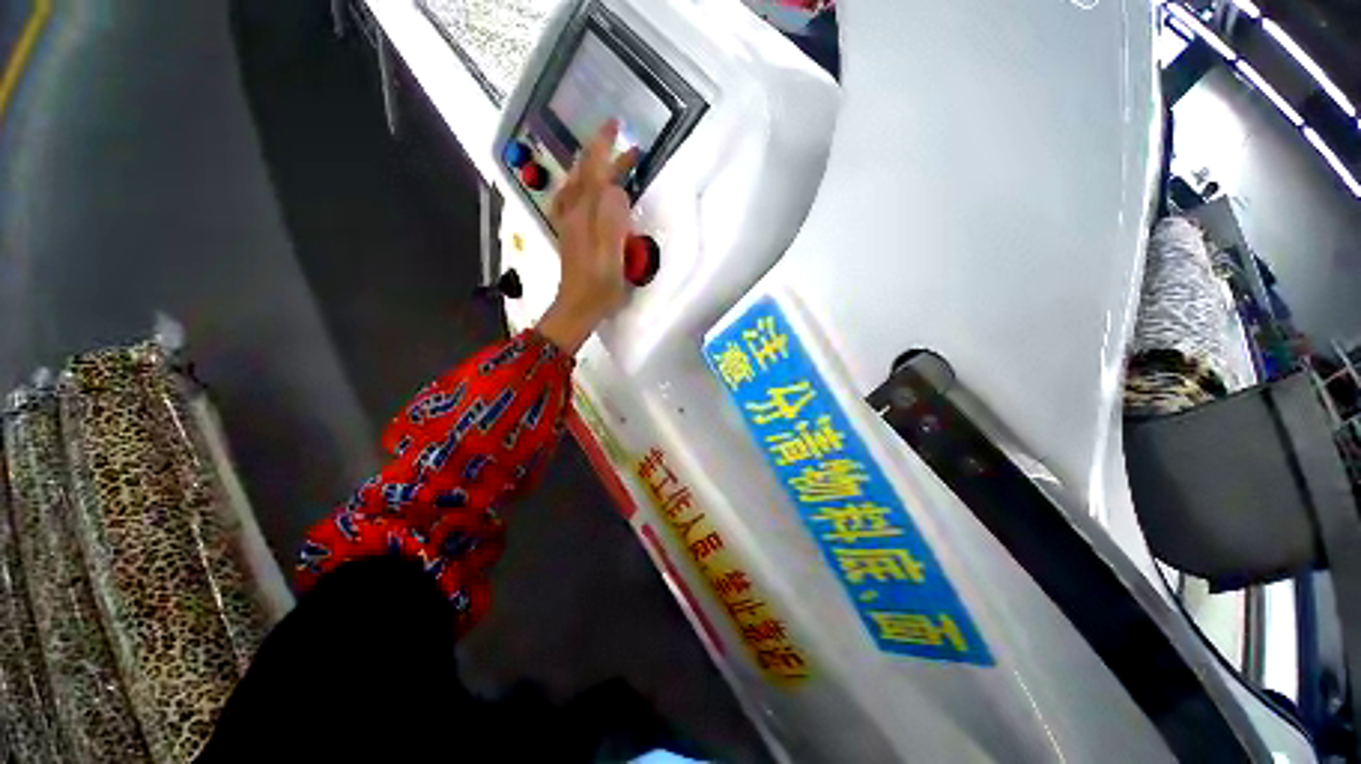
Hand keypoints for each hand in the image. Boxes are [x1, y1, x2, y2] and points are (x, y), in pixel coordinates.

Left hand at [536, 120, 638, 353]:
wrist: (577, 308)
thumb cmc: (600, 286)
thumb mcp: (613, 256)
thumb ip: (613, 220)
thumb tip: (618, 190)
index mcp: (586, 215)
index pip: (594, 171)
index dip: (605, 146)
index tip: (617, 125)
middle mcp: (574, 213)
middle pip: (585, 173)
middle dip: (601, 151)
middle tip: (623, 140)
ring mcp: (570, 223)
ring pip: (577, 184)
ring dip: (592, 165)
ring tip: (607, 157)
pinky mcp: (571, 235)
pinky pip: (572, 200)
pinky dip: (581, 186)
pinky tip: (585, 189)